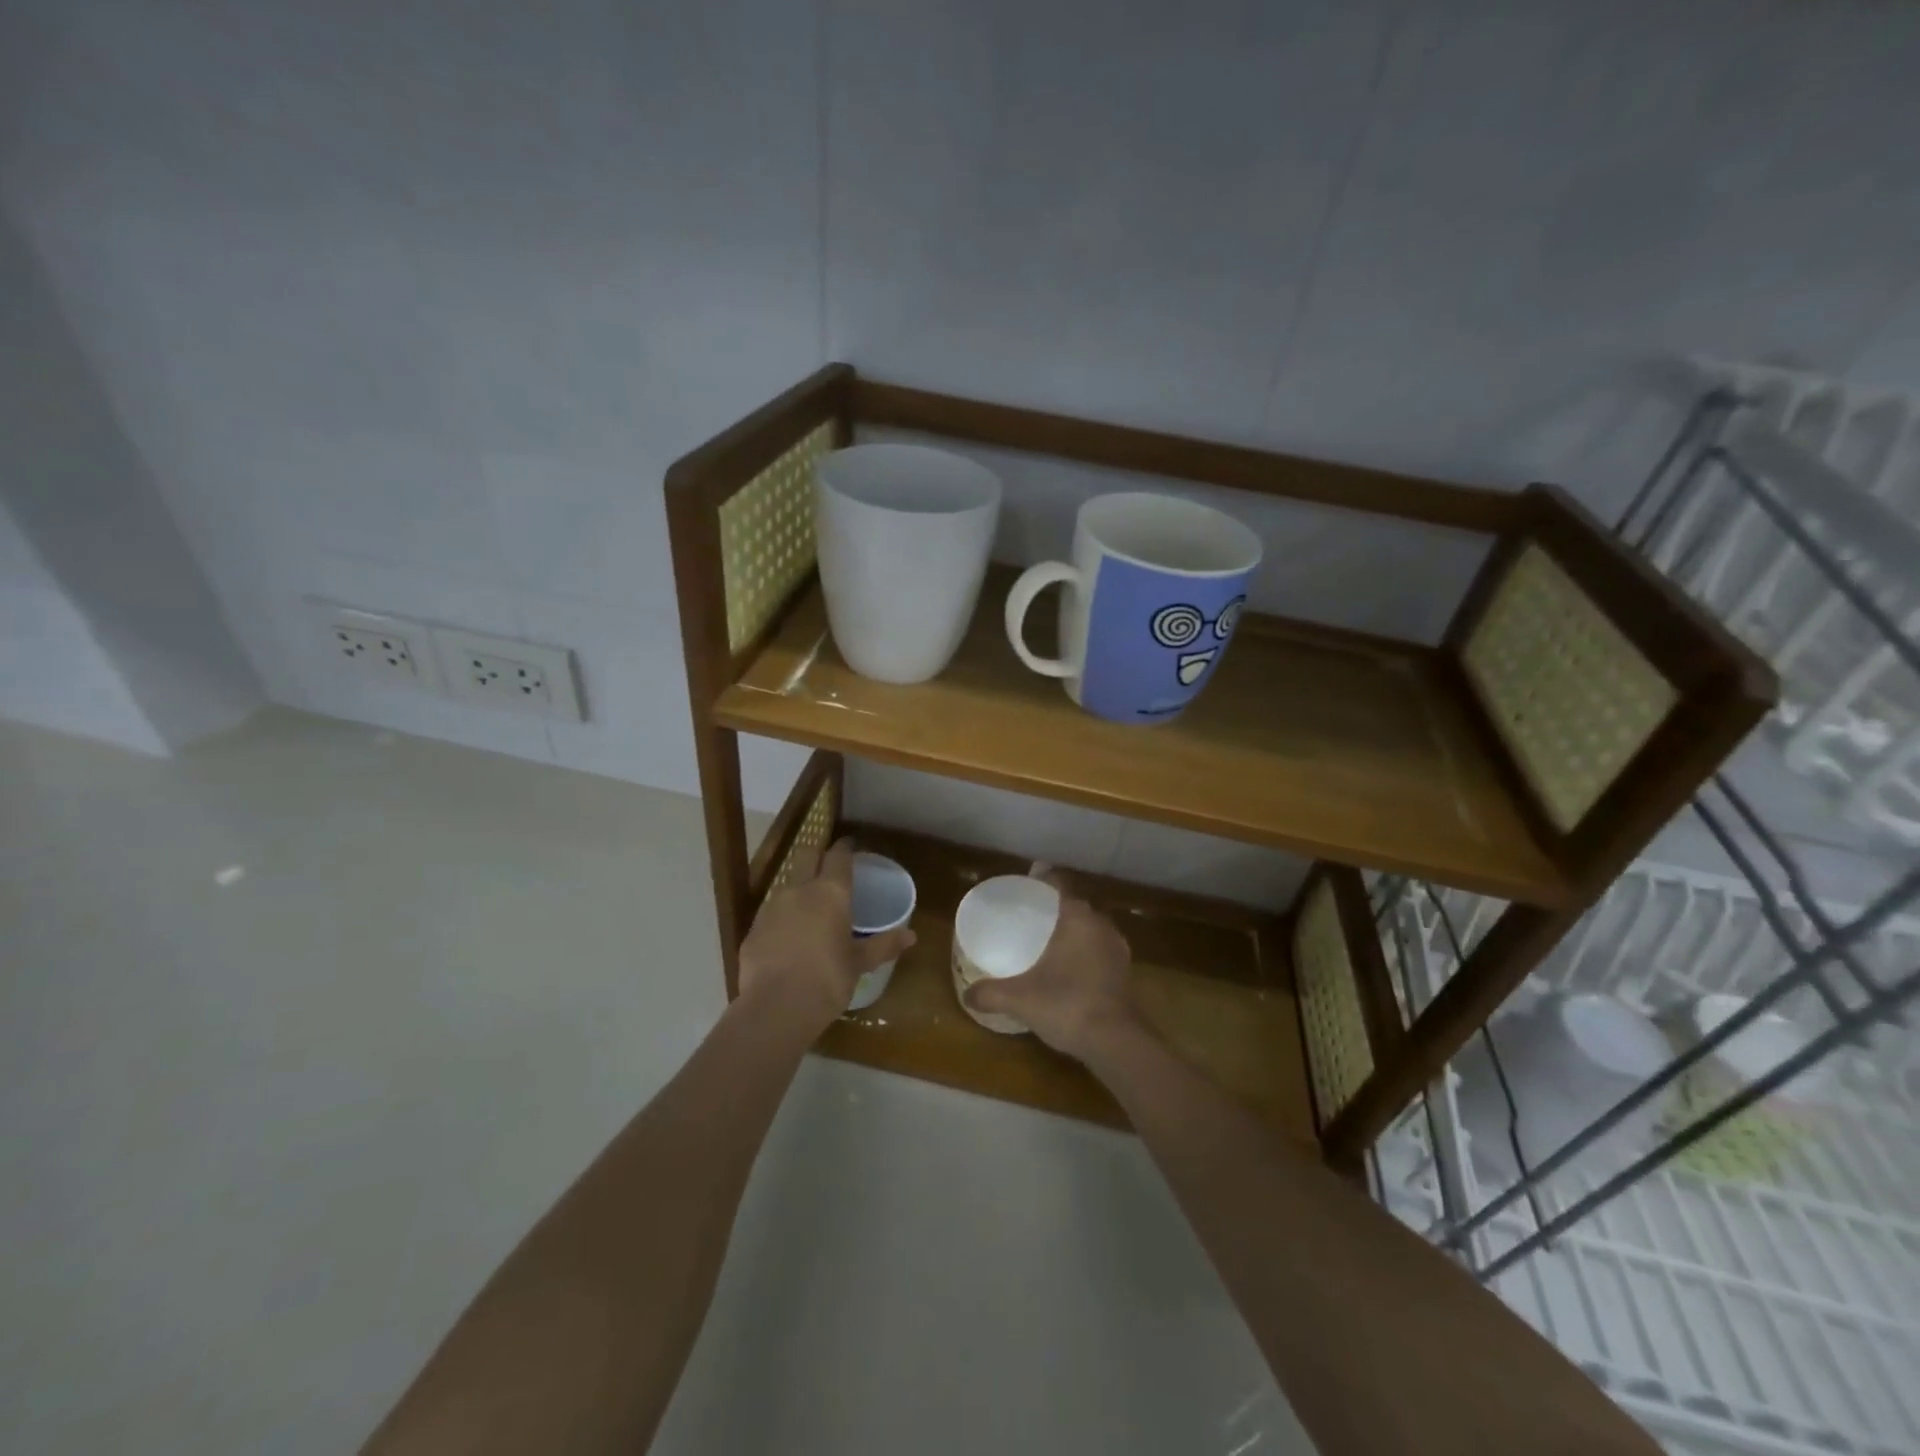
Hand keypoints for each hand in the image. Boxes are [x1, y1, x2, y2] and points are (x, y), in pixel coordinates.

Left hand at [737, 838, 915, 1036]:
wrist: (775, 1008)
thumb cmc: (827, 980)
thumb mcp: (859, 963)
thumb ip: (883, 945)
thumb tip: (911, 936)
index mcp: (830, 892)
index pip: (838, 856)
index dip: (845, 847)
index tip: (850, 844)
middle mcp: (799, 890)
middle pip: (806, 856)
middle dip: (817, 854)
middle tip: (828, 863)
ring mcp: (771, 908)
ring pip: (787, 884)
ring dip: (799, 887)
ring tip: (810, 904)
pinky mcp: (753, 929)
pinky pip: (772, 913)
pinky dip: (782, 917)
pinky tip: (788, 936)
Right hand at [961, 879, 1139, 1060]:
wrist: (1118, 1043)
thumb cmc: (1067, 1005)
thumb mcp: (1020, 999)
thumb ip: (991, 993)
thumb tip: (967, 995)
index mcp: (1078, 918)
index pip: (1060, 884)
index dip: (1043, 879)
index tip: (1027, 882)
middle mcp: (1101, 925)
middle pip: (1076, 906)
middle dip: (1056, 907)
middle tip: (1031, 915)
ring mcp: (1117, 949)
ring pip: (1091, 929)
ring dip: (1073, 931)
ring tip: (1049, 941)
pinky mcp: (1125, 972)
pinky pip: (1100, 950)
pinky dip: (1085, 953)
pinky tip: (1070, 969)